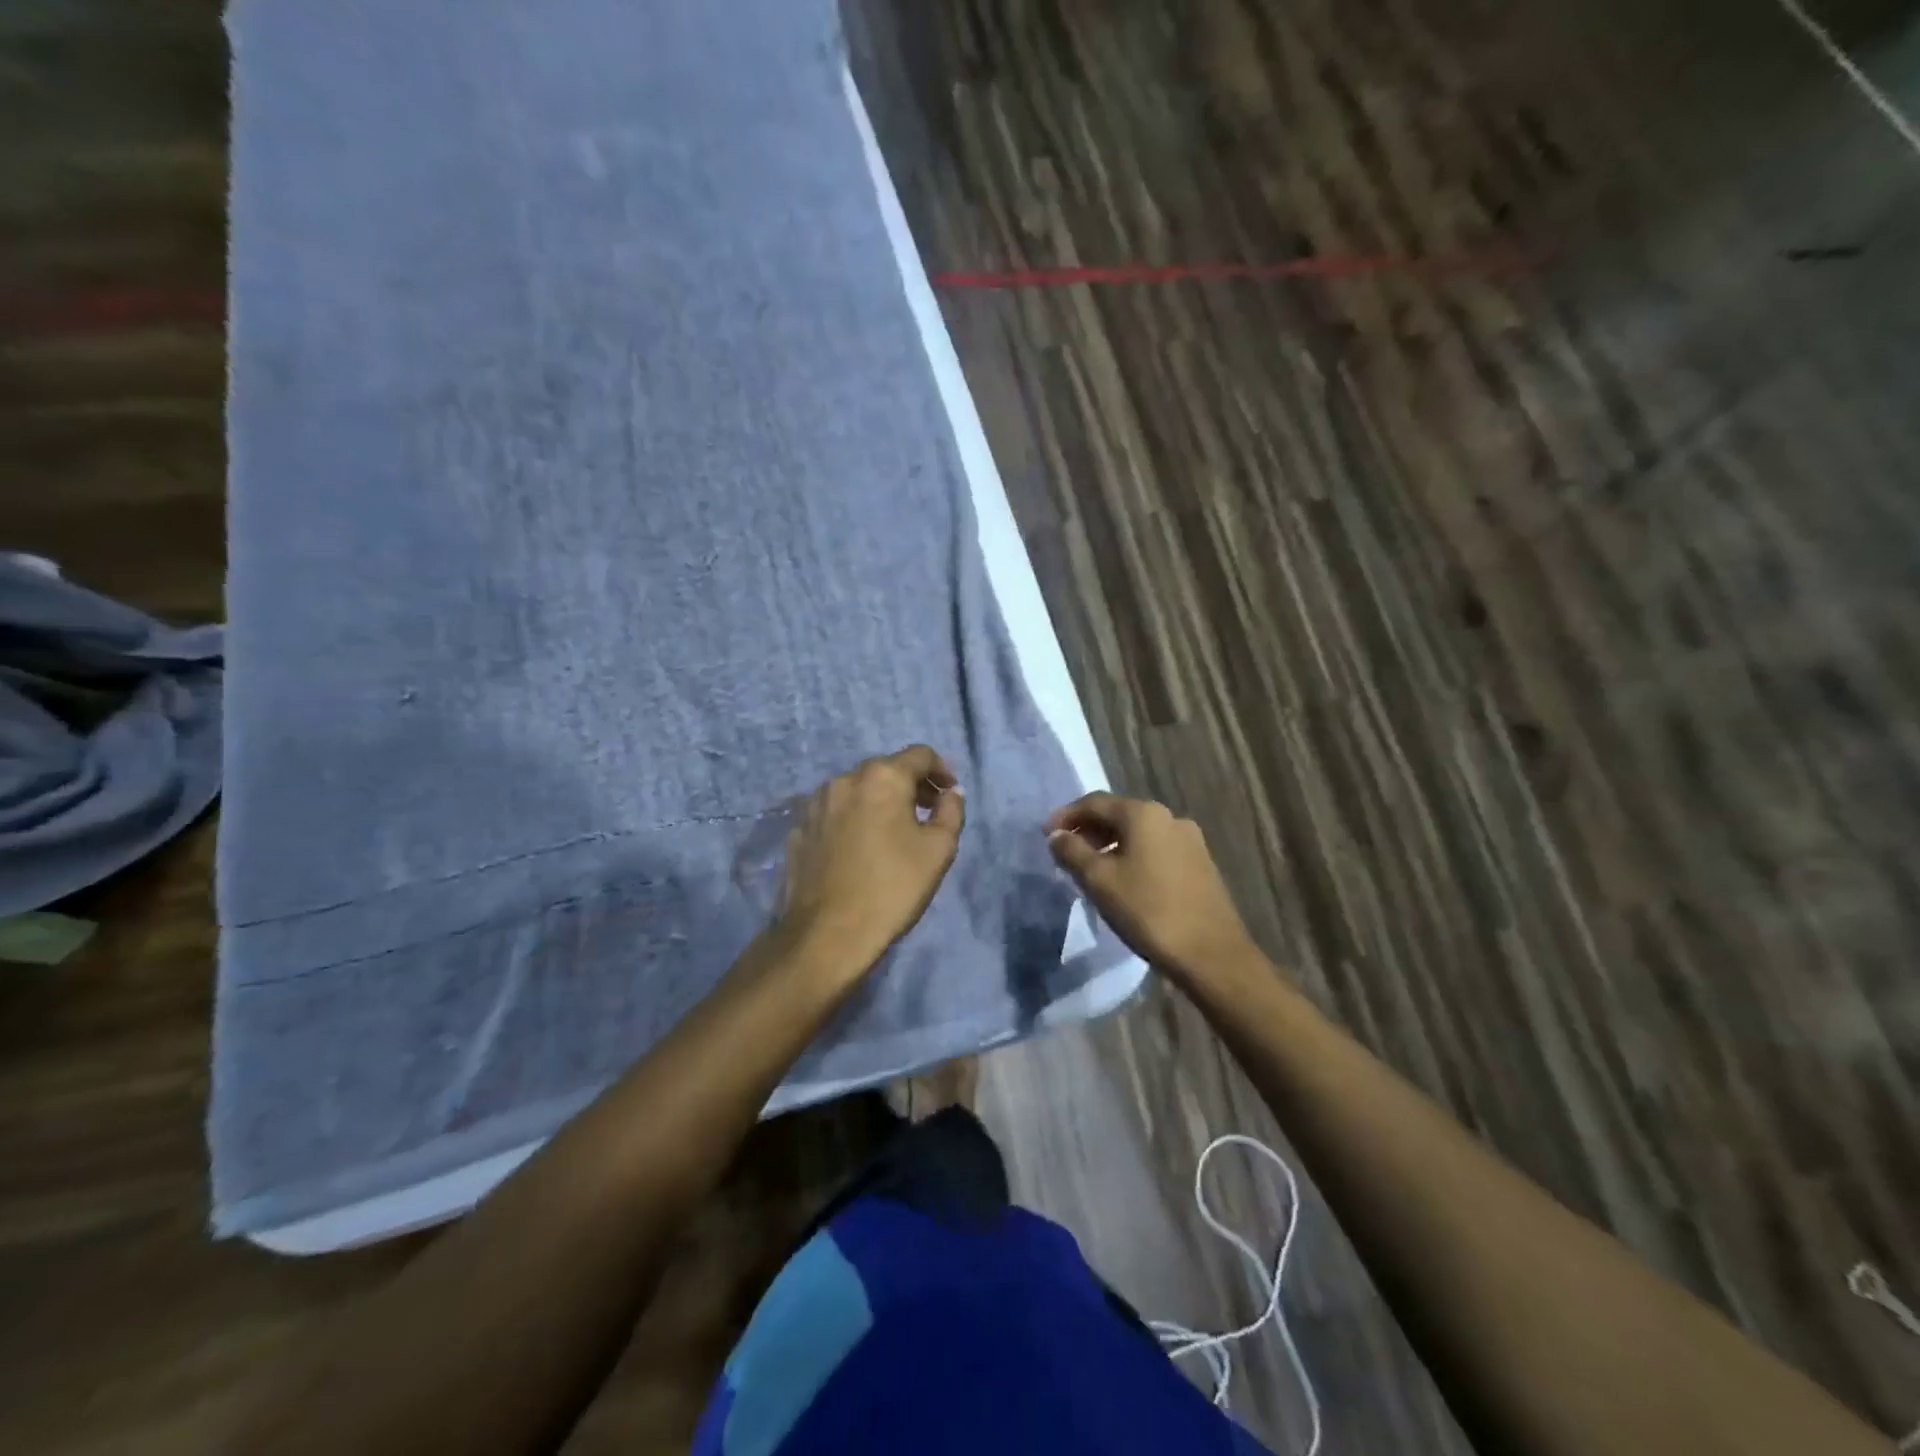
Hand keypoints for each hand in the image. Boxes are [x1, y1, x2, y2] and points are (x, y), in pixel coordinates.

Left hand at [776, 744, 965, 975]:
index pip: (920, 755)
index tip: (949, 794)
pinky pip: (834, 813)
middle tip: (927, 814)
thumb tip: (949, 794)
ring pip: (857, 790)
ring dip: (879, 802)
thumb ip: (951, 811)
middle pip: (886, 770)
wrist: (827, 934)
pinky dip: (852, 819)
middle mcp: (845, 779)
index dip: (941, 770)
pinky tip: (859, 849)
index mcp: (882, 778)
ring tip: (892, 833)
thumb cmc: (892, 888)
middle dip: (910, 786)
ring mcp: (816, 803)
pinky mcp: (798, 828)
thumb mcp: (939, 850)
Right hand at [1045, 792, 1254, 980]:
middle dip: (1089, 830)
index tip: (1045, 835)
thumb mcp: (1099, 881)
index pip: (1095, 802)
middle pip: (1119, 815)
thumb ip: (1072, 852)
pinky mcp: (1200, 864)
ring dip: (1110, 844)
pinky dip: (1133, 856)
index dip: (1066, 816)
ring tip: (1090, 868)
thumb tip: (1057, 836)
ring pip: (1139, 833)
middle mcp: (1170, 817)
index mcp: (1144, 814)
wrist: (1211, 954)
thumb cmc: (1148, 911)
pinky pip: (1156, 849)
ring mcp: (1190, 841)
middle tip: (1065, 851)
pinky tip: (1123, 880)